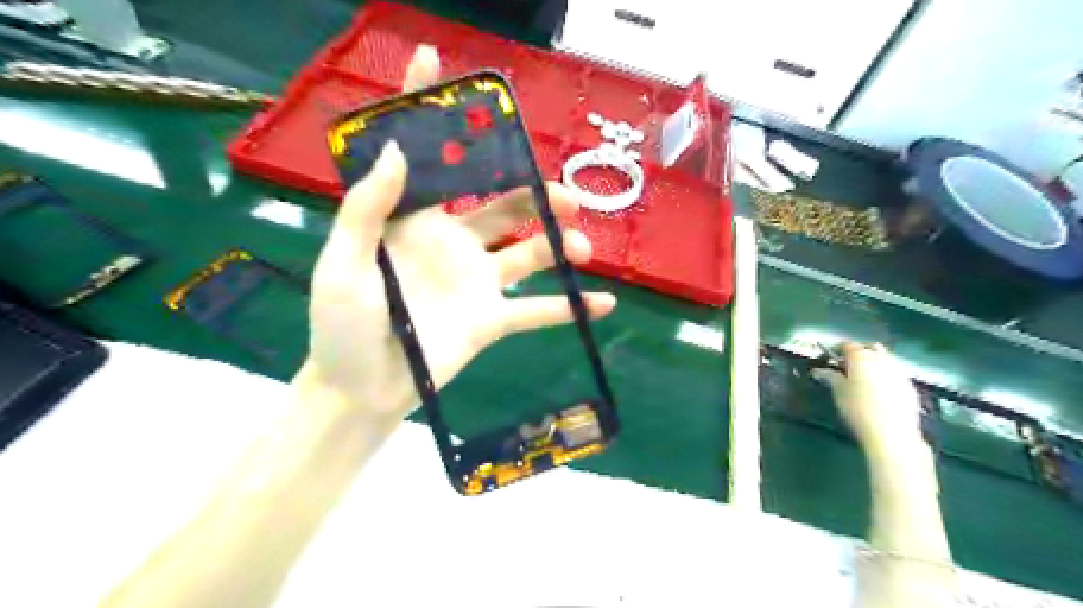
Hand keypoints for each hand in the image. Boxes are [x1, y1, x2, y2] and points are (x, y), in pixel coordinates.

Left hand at [294, 45, 617, 421]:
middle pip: (505, 206)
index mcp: (415, 223)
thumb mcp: (344, 263)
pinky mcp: (492, 320)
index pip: (430, 161)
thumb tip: (399, 148)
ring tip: (582, 247)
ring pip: (530, 253)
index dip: (431, 114)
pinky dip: (569, 307)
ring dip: (561, 246)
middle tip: (569, 196)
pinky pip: (537, 311)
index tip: (437, 62)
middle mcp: (454, 243)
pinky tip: (602, 302)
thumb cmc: (341, 326)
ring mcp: (478, 282)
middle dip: (538, 195)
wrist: (362, 389)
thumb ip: (367, 209)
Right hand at [818, 344, 926, 457]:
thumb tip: (818, 370)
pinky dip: (885, 376)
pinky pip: (895, 374)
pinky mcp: (910, 386)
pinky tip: (879, 390)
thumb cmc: (858, 409)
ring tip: (863, 378)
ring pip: (885, 359)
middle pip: (870, 348)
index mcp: (862, 357)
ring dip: (874, 363)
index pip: (847, 345)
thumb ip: (829, 377)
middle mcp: (882, 359)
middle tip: (847, 366)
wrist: (892, 433)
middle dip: (859, 353)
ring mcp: (899, 372)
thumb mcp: (838, 392)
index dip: (836, 350)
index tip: (829, 358)